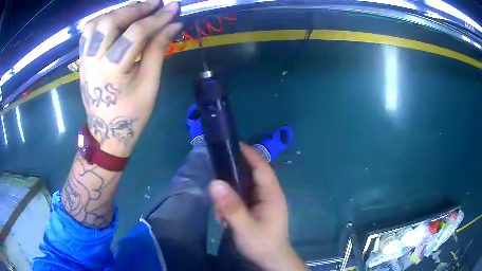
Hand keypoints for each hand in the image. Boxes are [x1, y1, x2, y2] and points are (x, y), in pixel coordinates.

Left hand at [79, 0, 181, 156]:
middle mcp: (93, 61)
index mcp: (111, 71)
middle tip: (154, 5)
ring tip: (133, 13)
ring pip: (95, 24)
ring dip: (116, 13)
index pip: (136, 32)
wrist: (106, 134)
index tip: (174, 7)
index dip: (157, 17)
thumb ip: (158, 50)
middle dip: (135, 9)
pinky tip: (115, 23)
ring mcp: (84, 60)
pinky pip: (87, 34)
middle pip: (110, 21)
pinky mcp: (82, 62)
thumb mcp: (150, 84)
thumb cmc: (131, 115)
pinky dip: (102, 22)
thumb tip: (174, 24)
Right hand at [209, 144, 305, 270]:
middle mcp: (269, 194)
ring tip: (219, 209)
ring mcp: (262, 201)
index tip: (232, 144)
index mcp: (272, 194)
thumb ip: (231, 207)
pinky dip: (230, 202)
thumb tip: (215, 182)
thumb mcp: (245, 227)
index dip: (249, 153)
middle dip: (233, 173)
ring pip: (244, 186)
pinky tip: (223, 216)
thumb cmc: (261, 244)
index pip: (262, 167)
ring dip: (229, 192)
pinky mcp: (256, 208)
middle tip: (215, 174)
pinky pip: (242, 197)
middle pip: (252, 173)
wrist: (270, 260)